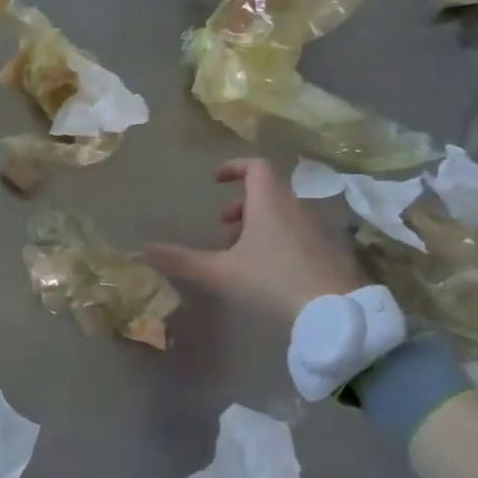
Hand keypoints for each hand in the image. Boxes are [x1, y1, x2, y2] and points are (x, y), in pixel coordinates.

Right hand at [147, 158, 364, 321]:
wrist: (335, 311)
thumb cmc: (273, 280)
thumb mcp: (222, 272)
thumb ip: (183, 260)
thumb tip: (143, 250)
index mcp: (269, 202)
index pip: (255, 166)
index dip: (235, 167)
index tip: (216, 180)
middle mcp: (292, 208)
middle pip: (267, 190)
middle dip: (242, 202)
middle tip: (222, 224)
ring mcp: (312, 229)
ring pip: (280, 212)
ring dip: (257, 223)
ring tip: (238, 251)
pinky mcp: (323, 250)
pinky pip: (293, 231)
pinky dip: (274, 238)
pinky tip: (263, 270)